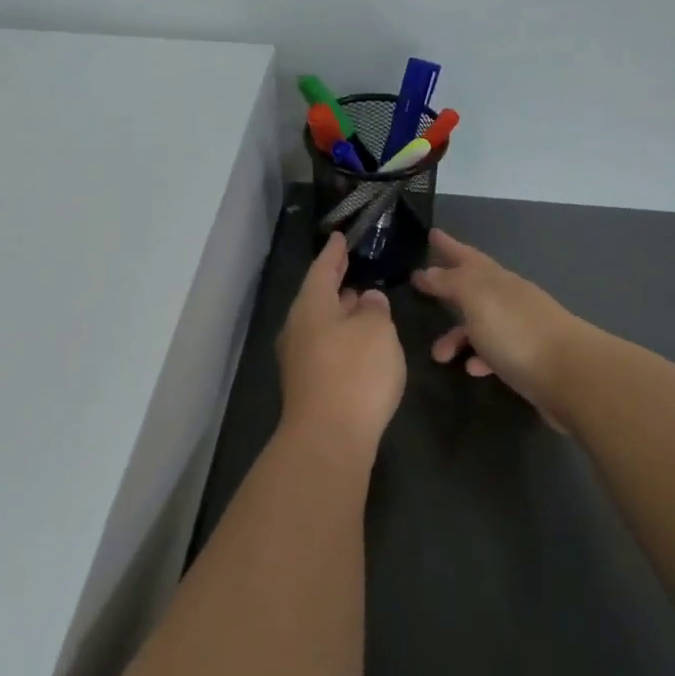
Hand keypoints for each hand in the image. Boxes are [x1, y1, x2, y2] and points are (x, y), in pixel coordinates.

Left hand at [277, 235, 405, 451]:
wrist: (329, 438)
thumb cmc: (355, 373)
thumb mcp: (376, 331)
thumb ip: (373, 309)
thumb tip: (366, 299)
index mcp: (310, 307)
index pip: (322, 270)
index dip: (334, 253)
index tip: (340, 237)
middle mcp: (298, 329)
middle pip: (318, 298)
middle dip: (336, 285)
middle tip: (352, 269)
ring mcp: (299, 360)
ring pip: (321, 325)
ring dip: (340, 314)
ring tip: (361, 304)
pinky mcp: (308, 385)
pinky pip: (325, 348)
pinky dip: (341, 338)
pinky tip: (359, 344)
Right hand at [411, 230, 587, 428]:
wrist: (570, 375)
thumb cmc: (517, 331)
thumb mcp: (478, 298)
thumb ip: (452, 282)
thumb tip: (429, 270)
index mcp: (497, 280)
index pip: (468, 257)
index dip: (449, 246)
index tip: (432, 235)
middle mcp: (509, 299)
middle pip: (473, 287)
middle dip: (448, 287)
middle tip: (422, 287)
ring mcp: (520, 329)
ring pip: (480, 325)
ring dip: (457, 335)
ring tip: (438, 355)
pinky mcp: (527, 360)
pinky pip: (494, 354)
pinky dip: (480, 358)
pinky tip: (472, 369)